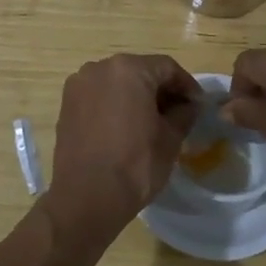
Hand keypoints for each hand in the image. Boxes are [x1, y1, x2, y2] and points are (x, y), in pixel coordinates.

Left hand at [50, 54, 202, 222]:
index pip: (167, 68)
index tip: (198, 105)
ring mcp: (79, 85)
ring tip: (152, 122)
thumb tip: (189, 105)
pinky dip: (115, 105)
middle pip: (140, 71)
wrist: (87, 197)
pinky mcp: (67, 105)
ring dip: (137, 96)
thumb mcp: (171, 138)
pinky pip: (98, 96)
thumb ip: (184, 113)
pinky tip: (126, 127)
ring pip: (117, 83)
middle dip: (161, 90)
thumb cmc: (136, 164)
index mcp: (128, 69)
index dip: (187, 86)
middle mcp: (99, 68)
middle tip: (178, 113)